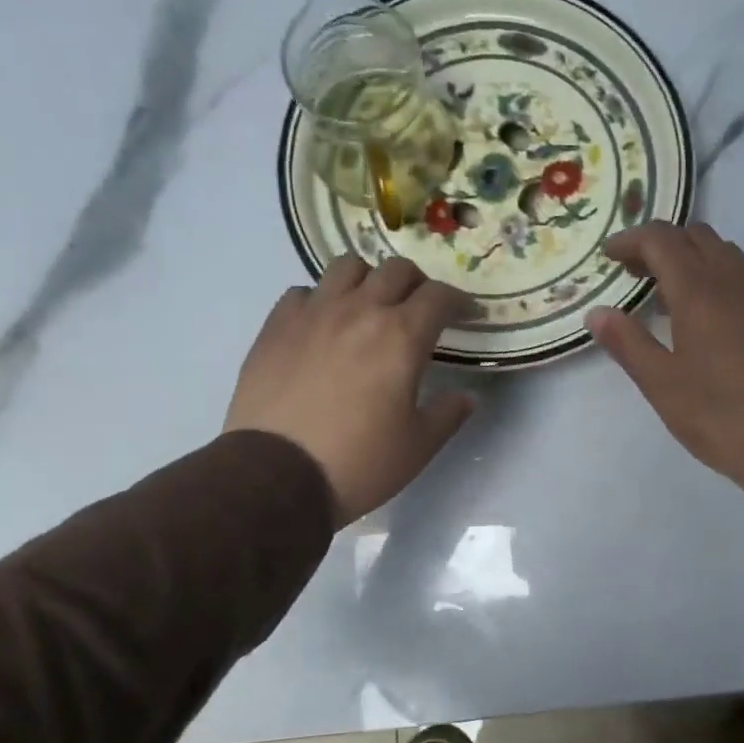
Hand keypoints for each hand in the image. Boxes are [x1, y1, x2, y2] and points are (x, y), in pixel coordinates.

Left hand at [224, 257, 475, 526]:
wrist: (276, 475)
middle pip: (395, 270)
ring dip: (368, 279)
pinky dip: (321, 299)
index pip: (439, 296)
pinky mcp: (276, 326)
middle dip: (417, 283)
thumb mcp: (418, 446)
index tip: (465, 314)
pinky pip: (303, 292)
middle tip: (420, 308)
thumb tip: (467, 396)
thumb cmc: (359, 463)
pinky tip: (323, 325)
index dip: (458, 300)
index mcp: (401, 337)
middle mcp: (359, 311)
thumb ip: (448, 414)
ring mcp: (313, 314)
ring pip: (346, 267)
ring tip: (369, 304)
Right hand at [586, 223, 743, 514]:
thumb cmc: (720, 414)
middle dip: (661, 245)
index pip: (662, 239)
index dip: (631, 240)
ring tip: (668, 296)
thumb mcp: (661, 384)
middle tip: (636, 274)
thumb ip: (627, 342)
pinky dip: (716, 277)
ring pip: (725, 253)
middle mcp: (734, 280)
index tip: (608, 256)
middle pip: (696, 236)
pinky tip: (707, 318)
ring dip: (692, 259)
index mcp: (700, 290)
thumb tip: (597, 312)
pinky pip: (743, 277)